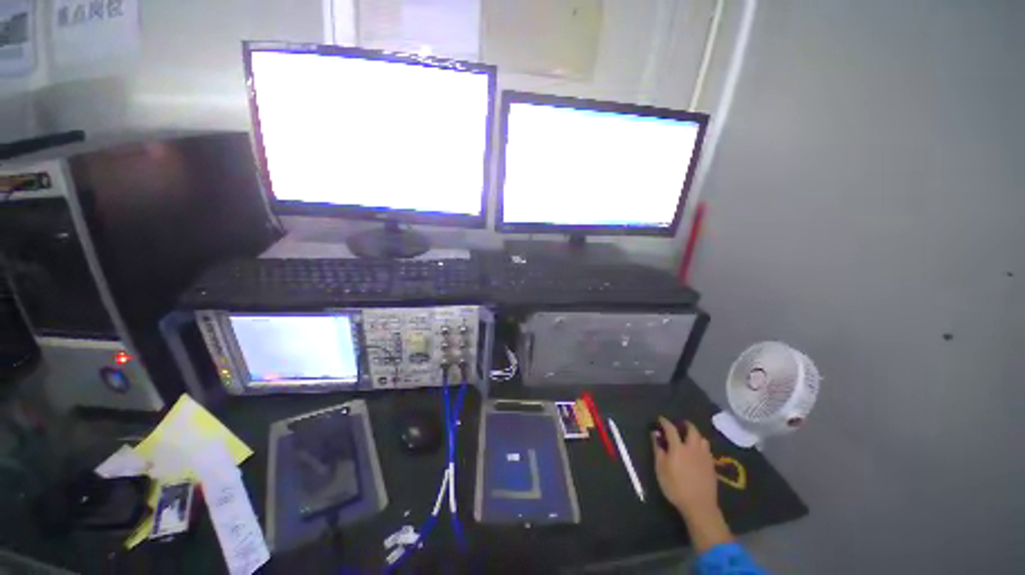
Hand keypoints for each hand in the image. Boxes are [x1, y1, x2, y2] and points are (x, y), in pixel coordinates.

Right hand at [652, 417, 731, 551]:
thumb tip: (654, 434)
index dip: (665, 422)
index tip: (660, 419)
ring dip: (695, 435)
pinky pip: (707, 450)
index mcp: (678, 447)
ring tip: (689, 438)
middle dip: (685, 425)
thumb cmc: (675, 487)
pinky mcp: (712, 466)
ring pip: (702, 439)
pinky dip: (701, 446)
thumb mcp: (660, 469)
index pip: (671, 429)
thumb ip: (658, 449)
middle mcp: (693, 448)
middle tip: (679, 425)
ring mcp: (705, 457)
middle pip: (692, 430)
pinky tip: (697, 453)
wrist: (699, 506)